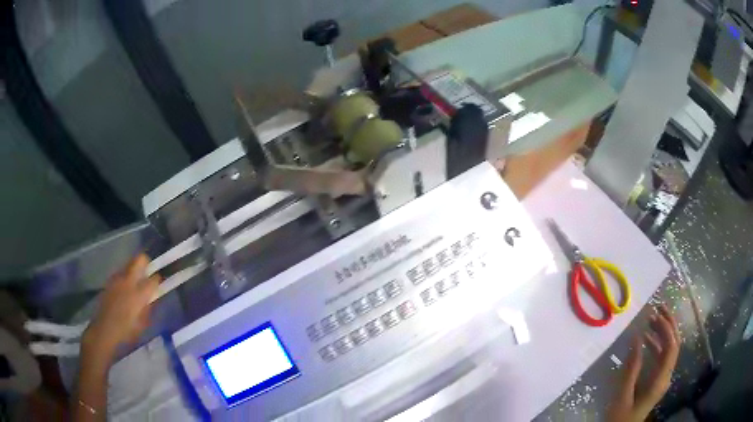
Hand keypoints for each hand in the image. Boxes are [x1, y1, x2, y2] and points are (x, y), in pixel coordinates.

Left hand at [81, 254, 160, 363]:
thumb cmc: (126, 331)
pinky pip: (121, 274)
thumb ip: (148, 307)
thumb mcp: (142, 323)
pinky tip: (124, 291)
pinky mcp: (110, 281)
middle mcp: (128, 281)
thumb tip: (152, 298)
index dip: (158, 280)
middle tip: (148, 273)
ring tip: (135, 285)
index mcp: (139, 294)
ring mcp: (117, 279)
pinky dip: (125, 278)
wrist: (104, 329)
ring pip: (129, 265)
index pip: (154, 279)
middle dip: (146, 263)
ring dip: (134, 271)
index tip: (160, 283)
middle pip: (140, 259)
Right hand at [607, 304, 680, 421]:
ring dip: (663, 332)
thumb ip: (631, 367)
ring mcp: (663, 378)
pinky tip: (647, 339)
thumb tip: (637, 337)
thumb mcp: (622, 394)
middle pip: (675, 344)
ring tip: (651, 318)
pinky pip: (662, 356)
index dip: (666, 328)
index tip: (655, 314)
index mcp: (660, 380)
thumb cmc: (621, 416)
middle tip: (658, 307)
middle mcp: (666, 376)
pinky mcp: (658, 380)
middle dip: (669, 324)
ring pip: (670, 348)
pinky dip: (657, 343)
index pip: (671, 347)